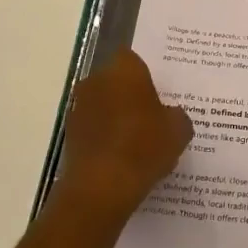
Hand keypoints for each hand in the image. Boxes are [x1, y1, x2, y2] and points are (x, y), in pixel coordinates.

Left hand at [53, 50, 192, 221]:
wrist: (101, 188)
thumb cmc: (144, 147)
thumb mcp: (178, 130)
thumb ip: (176, 115)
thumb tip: (169, 114)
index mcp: (125, 70)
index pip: (133, 59)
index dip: (146, 75)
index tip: (158, 92)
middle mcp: (97, 80)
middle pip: (115, 81)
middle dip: (129, 94)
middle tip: (151, 116)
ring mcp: (79, 107)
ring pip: (102, 104)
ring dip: (114, 116)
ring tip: (137, 141)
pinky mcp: (69, 134)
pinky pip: (93, 128)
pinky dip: (104, 137)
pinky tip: (121, 157)